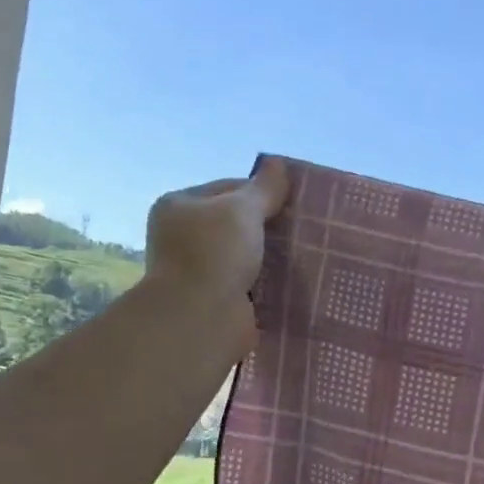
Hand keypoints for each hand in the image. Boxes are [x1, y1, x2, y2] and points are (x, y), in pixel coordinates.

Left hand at [144, 170, 291, 348]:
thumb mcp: (241, 210)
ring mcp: (200, 272)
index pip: (227, 189)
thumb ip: (262, 189)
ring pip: (244, 257)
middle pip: (235, 224)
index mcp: (180, 206)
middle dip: (267, 227)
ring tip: (303, 254)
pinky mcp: (218, 302)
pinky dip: (268, 284)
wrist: (201, 319)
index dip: (260, 192)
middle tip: (302, 228)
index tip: (292, 202)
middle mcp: (184, 238)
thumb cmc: (214, 254)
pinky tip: (292, 282)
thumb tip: (277, 163)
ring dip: (269, 258)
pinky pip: (249, 286)